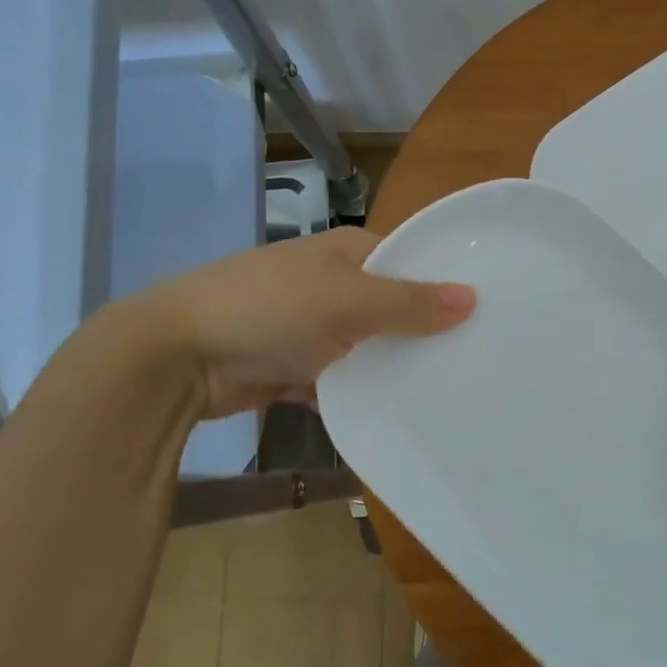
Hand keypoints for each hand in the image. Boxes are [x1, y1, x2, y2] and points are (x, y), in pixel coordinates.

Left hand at [118, 229, 474, 417]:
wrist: (177, 356)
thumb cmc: (271, 309)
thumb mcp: (348, 300)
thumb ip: (410, 303)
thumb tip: (472, 297)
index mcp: (346, 252)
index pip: (410, 262)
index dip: (446, 284)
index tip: (489, 314)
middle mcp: (332, 284)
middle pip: (392, 308)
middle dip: (424, 334)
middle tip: (477, 361)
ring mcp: (311, 327)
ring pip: (368, 348)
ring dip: (393, 369)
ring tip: (448, 392)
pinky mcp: (294, 367)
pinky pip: (340, 381)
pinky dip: (360, 394)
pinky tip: (397, 414)